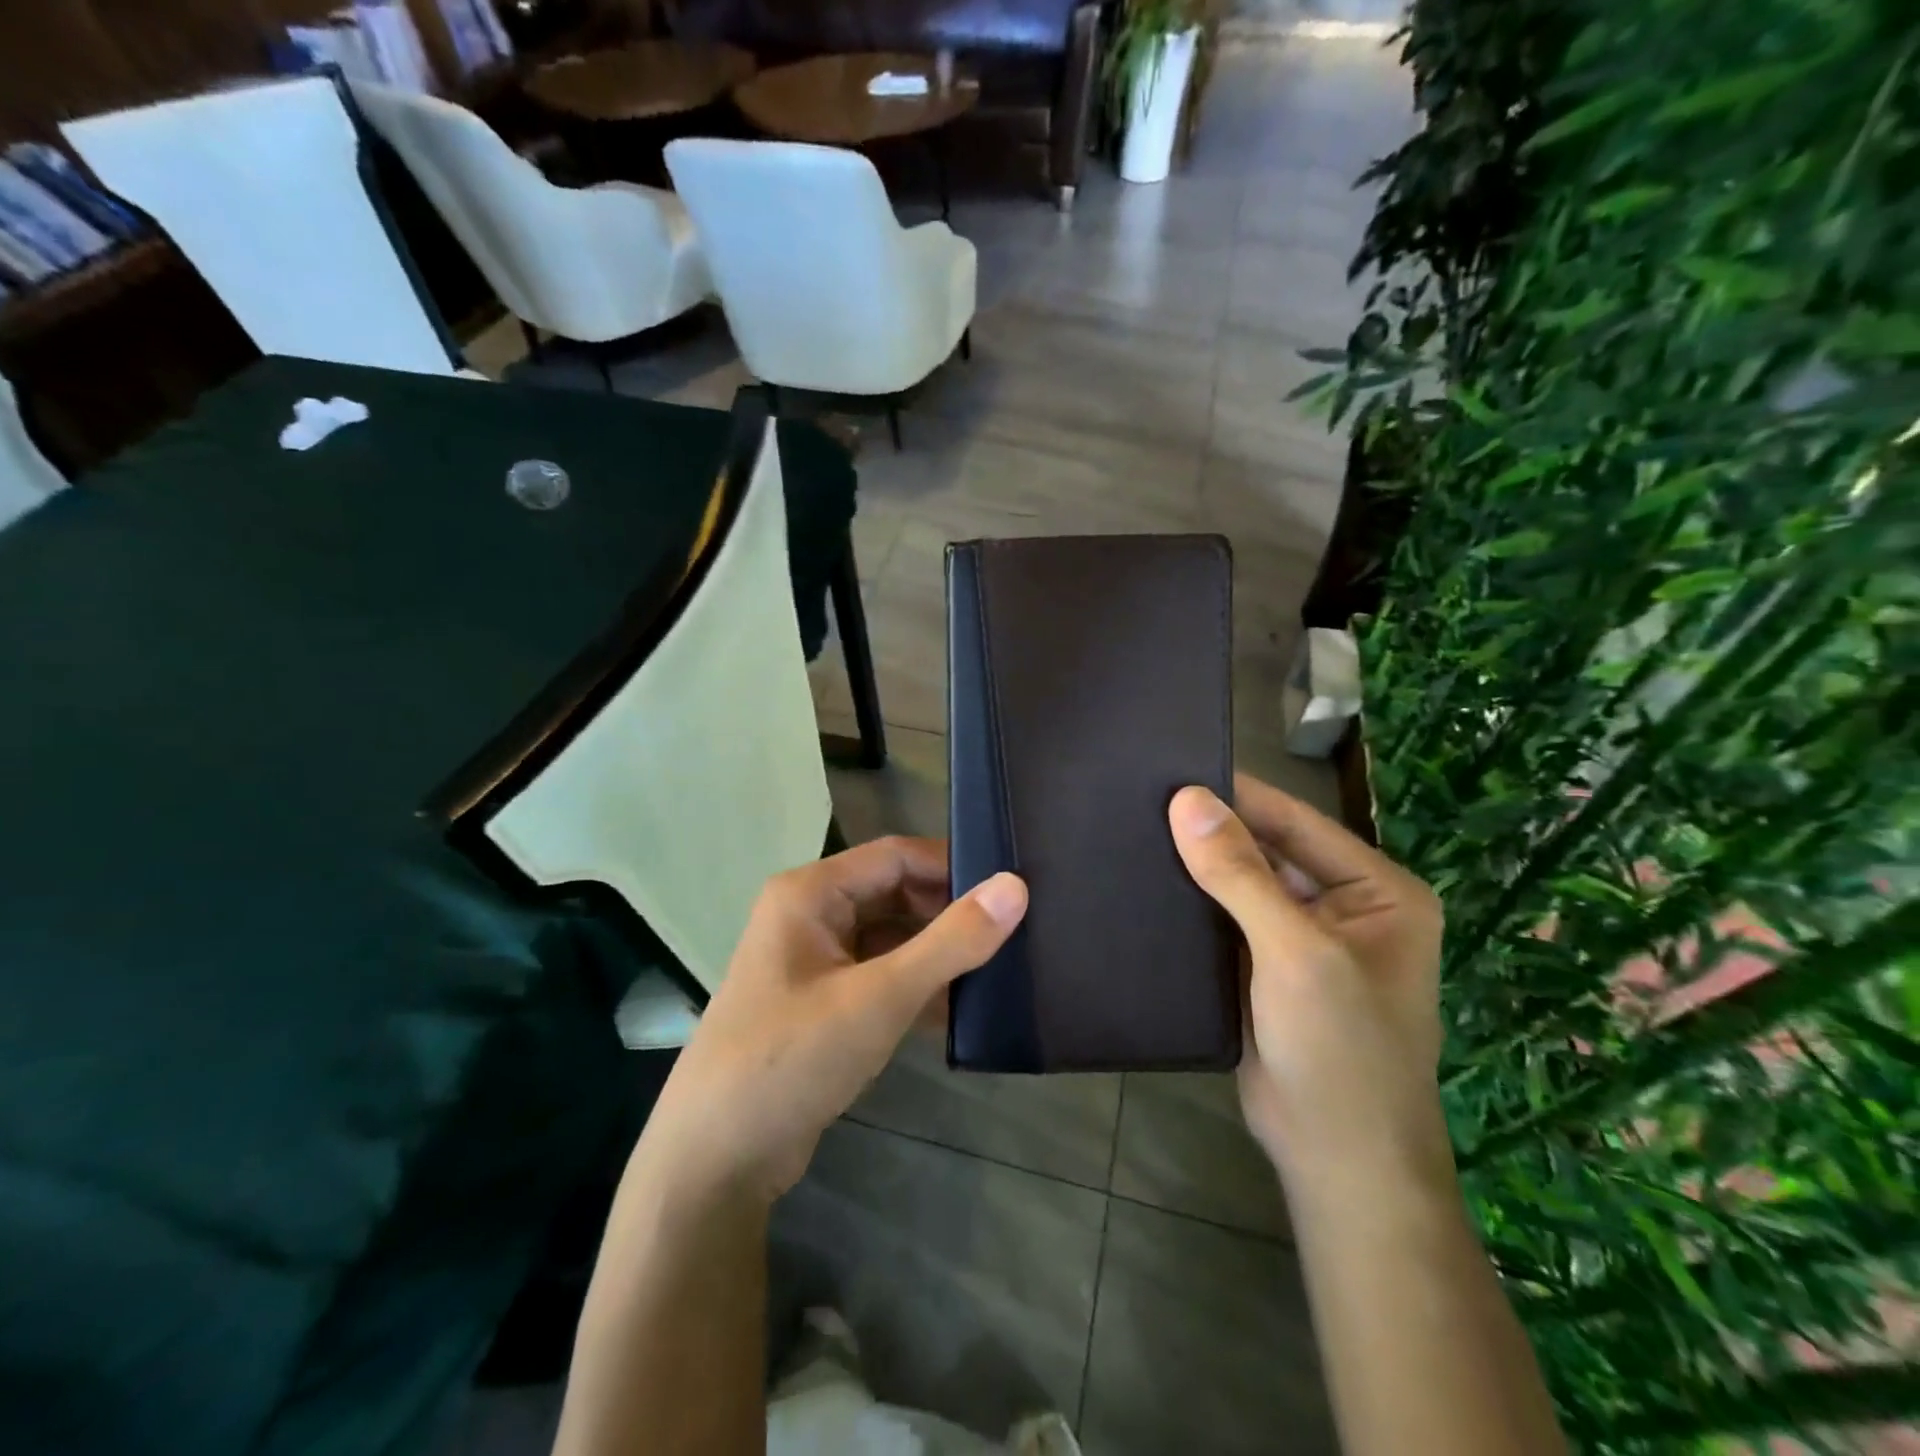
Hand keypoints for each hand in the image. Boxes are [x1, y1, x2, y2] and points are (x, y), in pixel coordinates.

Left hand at [637, 838, 1026, 1202]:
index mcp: (811, 893)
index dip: (952, 867)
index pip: (896, 856)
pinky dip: (915, 988)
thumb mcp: (879, 997)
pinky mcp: (820, 1004)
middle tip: (1012, 934)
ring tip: (999, 969)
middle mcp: (809, 915)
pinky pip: (878, 977)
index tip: (1011, 888)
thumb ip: (951, 942)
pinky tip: (959, 1011)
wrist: (713, 1161)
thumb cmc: (791, 1058)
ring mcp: (813, 962)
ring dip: (935, 955)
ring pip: (889, 939)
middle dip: (948, 914)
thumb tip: (1016, 886)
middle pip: (893, 895)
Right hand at [1168, 775, 1447, 1192]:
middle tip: (1138, 797)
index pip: (1296, 821)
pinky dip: (1190, 904)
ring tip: (1130, 829)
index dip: (1237, 795)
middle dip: (1211, 831)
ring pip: (1240, 885)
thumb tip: (1187, 799)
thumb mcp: (1295, 952)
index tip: (1170, 766)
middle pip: (1266, 850)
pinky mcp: (1263, 969)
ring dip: (1196, 866)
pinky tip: (1142, 883)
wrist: (1336, 1162)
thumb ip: (1240, 873)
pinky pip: (1223, 920)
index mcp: (1377, 890)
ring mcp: (1300, 940)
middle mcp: (1343, 906)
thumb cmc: (1340, 1048)